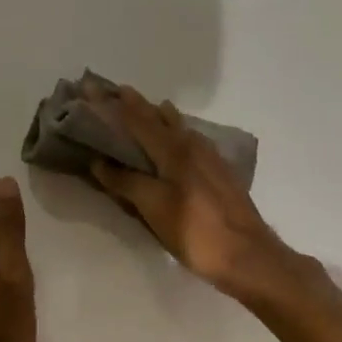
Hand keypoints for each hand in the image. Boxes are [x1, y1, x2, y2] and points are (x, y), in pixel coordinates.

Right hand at [87, 85, 301, 301]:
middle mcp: (192, 145)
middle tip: (117, 93)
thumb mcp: (154, 207)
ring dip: (160, 116)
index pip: (137, 119)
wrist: (247, 254)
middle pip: (160, 118)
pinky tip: (180, 139)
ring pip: (180, 127)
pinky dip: (177, 132)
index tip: (93, 86)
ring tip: (149, 108)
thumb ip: (127, 182)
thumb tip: (99, 162)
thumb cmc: (195, 231)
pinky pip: (192, 141)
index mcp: (173, 150)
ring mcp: (210, 158)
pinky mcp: (220, 173)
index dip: (114, 104)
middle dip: (137, 105)